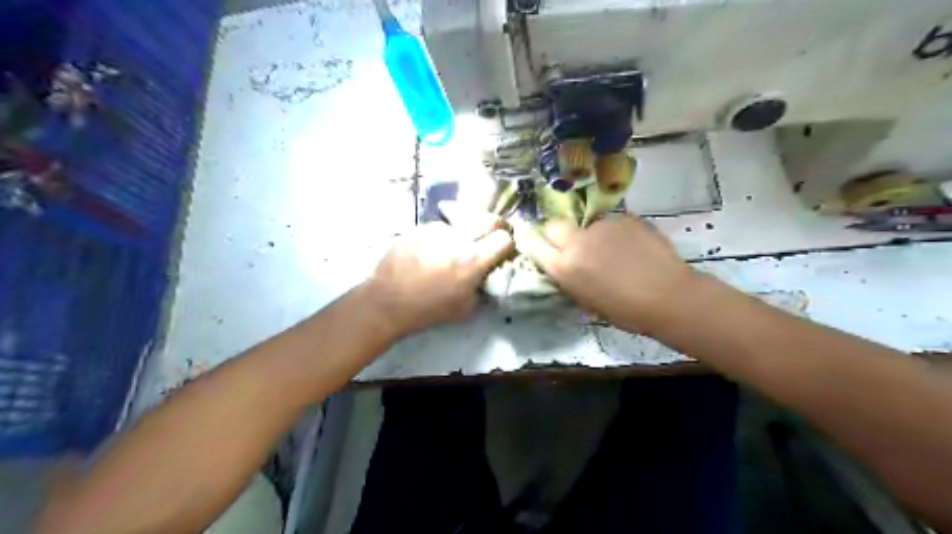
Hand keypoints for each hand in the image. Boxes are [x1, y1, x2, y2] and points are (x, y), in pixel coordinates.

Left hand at [366, 214, 512, 338]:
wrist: (387, 302)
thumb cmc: (428, 310)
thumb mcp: (465, 308)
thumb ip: (482, 287)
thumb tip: (488, 274)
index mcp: (472, 260)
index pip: (505, 238)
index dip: (508, 245)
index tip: (503, 252)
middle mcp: (458, 238)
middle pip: (489, 219)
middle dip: (495, 229)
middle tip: (489, 241)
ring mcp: (436, 230)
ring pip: (462, 225)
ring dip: (463, 236)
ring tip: (448, 254)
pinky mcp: (419, 228)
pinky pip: (439, 229)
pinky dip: (441, 239)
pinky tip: (428, 254)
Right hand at [521, 213, 695, 334]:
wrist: (668, 296)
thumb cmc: (626, 311)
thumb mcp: (587, 301)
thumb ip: (570, 278)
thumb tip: (566, 265)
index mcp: (564, 267)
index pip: (534, 245)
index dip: (534, 243)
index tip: (538, 243)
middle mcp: (576, 241)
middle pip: (554, 224)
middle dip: (558, 232)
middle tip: (574, 244)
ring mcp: (601, 226)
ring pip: (586, 224)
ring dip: (592, 234)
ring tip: (614, 251)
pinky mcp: (624, 218)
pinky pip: (611, 223)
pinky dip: (615, 233)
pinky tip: (632, 247)